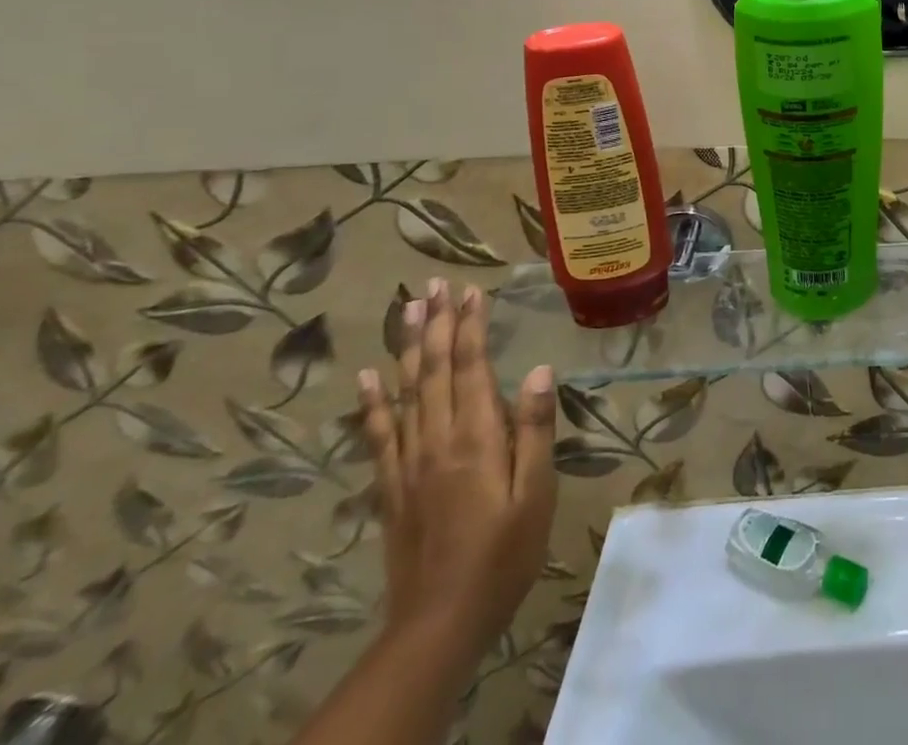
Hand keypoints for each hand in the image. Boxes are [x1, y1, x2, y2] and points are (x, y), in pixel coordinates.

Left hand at [358, 279, 557, 657]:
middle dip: (437, 324)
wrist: (440, 623)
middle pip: (435, 370)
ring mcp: (409, 463)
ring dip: (407, 348)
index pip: (472, 367)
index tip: (472, 290)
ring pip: (406, 392)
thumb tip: (539, 370)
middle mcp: (437, 440)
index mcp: (476, 437)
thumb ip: (535, 430)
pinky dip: (373, 402)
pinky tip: (368, 377)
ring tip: (406, 310)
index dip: (471, 326)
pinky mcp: (393, 487)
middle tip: (434, 284)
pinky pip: (379, 434)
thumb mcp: (536, 492)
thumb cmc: (504, 553)